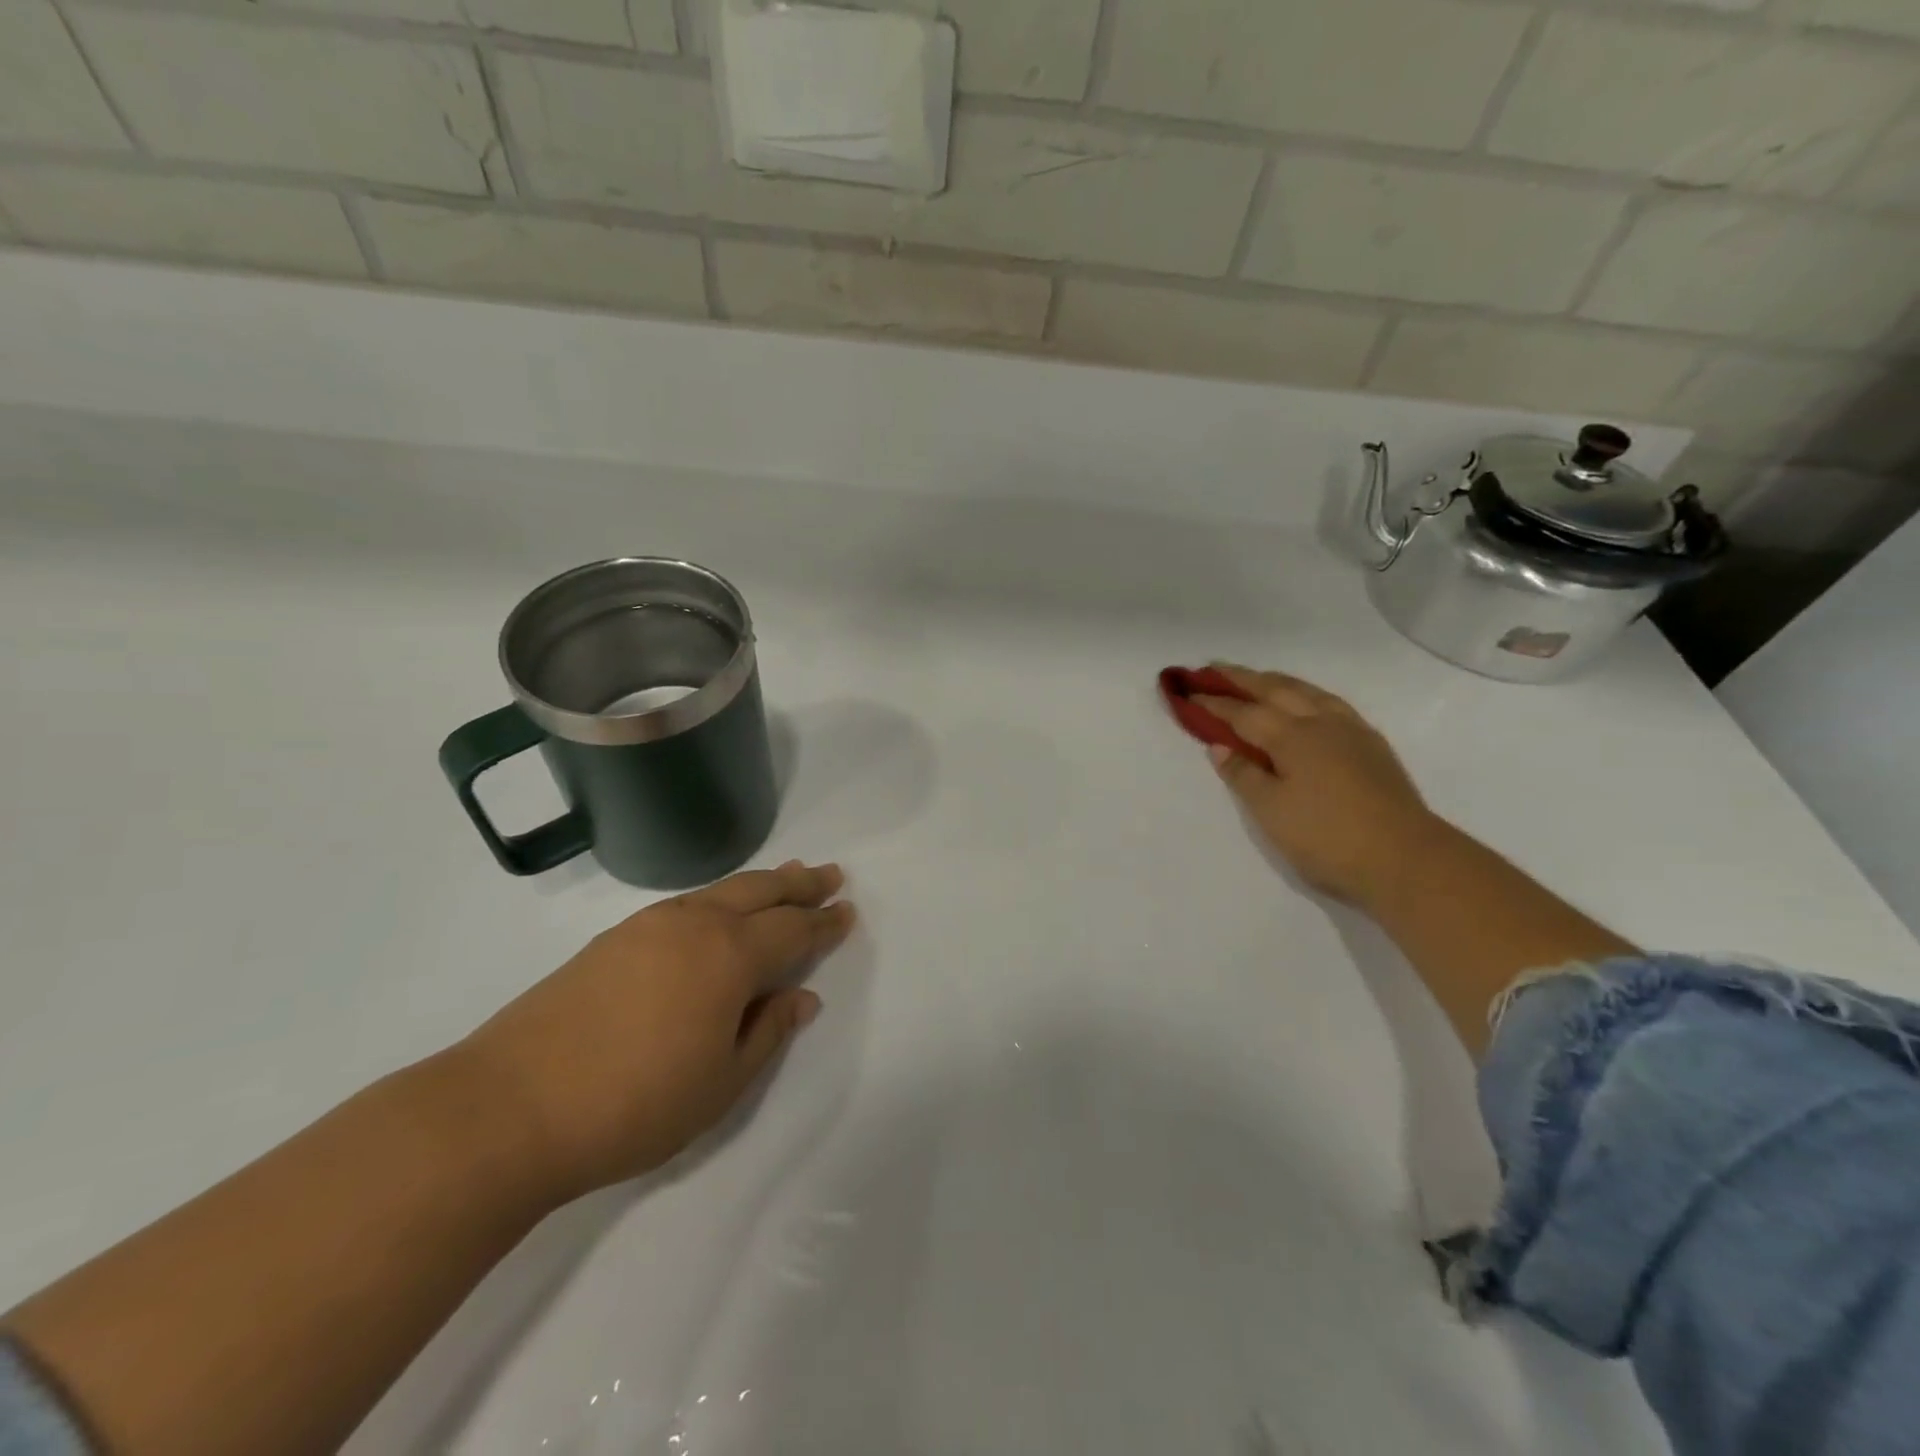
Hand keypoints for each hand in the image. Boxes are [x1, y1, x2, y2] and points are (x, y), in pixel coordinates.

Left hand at [460, 861, 854, 1201]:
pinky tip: (719, 909)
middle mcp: (695, 925)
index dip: (824, 922)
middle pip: (760, 891)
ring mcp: (649, 925)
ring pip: (721, 890)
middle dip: (799, 884)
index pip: (792, 929)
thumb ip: (767, 1033)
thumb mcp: (721, 1083)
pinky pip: (688, 902)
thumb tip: (801, 996)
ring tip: (785, 877)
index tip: (847, 910)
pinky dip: (720, 897)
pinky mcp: (614, 938)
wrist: (508, 1107)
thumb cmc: (634, 1105)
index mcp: (730, 956)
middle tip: (829, 875)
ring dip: (760, 883)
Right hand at [1193, 665, 1437, 907]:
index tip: (1188, 692)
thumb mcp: (1271, 811)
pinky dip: (1307, 694)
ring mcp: (1351, 731)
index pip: (1244, 713)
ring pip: (1308, 692)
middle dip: (1243, 678)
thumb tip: (1219, 745)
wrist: (1406, 859)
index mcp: (1292, 737)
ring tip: (1258, 677)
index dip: (1215, 702)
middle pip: (1276, 690)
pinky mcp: (1372, 745)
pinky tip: (1308, 702)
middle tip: (1215, 667)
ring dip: (1278, 681)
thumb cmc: (1327, 837)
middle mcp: (1321, 723)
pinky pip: (1331, 703)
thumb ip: (1243, 775)